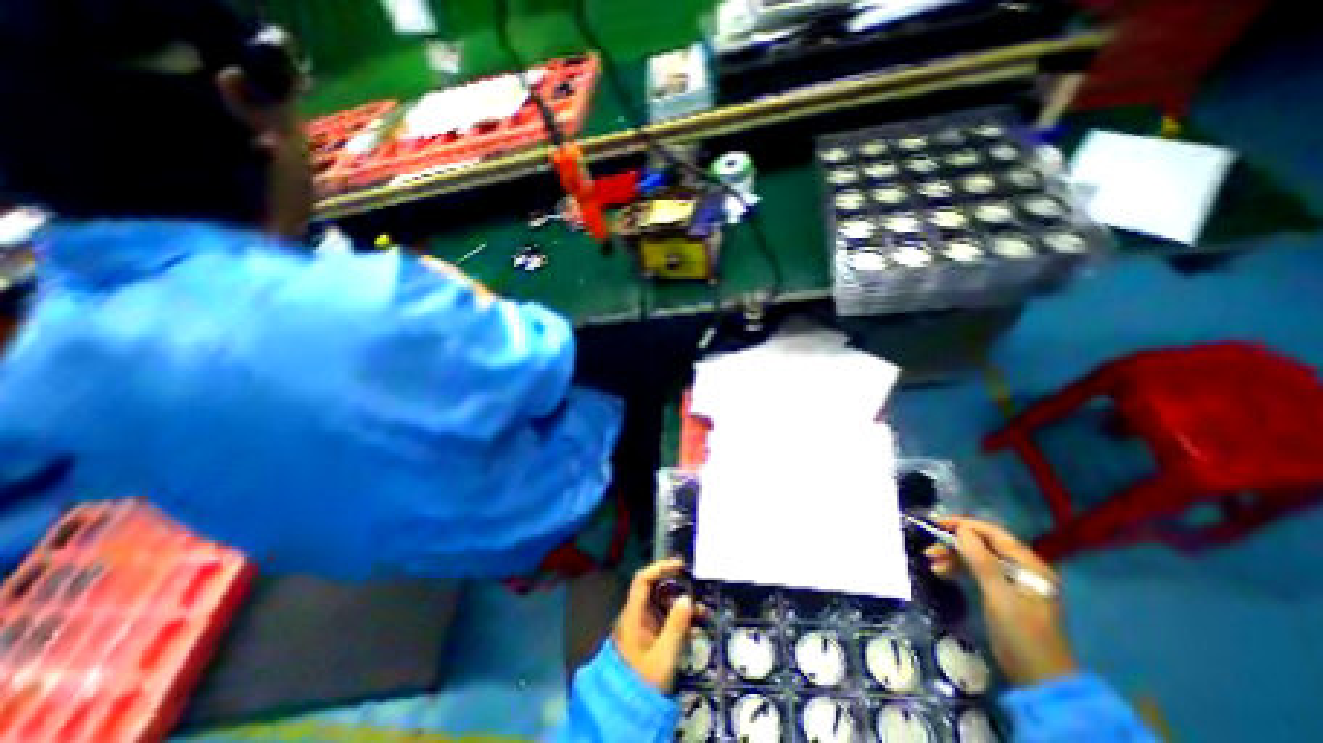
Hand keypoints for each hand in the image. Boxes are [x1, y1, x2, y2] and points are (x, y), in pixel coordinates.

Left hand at [614, 560, 695, 692]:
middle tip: (697, 593)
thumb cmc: (644, 683)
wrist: (627, 716)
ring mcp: (642, 629)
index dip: (660, 568)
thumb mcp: (664, 656)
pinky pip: (665, 622)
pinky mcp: (649, 640)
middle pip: (655, 592)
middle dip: (677, 590)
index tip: (680, 566)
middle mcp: (636, 617)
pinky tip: (695, 629)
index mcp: (633, 616)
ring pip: (662, 608)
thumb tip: (687, 597)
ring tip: (702, 614)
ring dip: (682, 608)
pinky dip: (679, 622)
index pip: (643, 581)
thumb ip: (676, 626)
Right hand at [922, 516, 1078, 684]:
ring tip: (931, 561)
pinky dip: (957, 568)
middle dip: (954, 543)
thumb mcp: (998, 594)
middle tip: (929, 548)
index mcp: (1029, 565)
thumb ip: (980, 559)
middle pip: (982, 544)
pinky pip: (975, 570)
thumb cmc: (1021, 633)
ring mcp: (1011, 581)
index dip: (964, 525)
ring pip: (975, 557)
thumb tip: (961, 529)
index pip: (993, 533)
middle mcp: (1021, 568)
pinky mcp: (1000, 593)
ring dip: (952, 556)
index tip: (936, 522)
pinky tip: (941, 572)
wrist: (1038, 678)